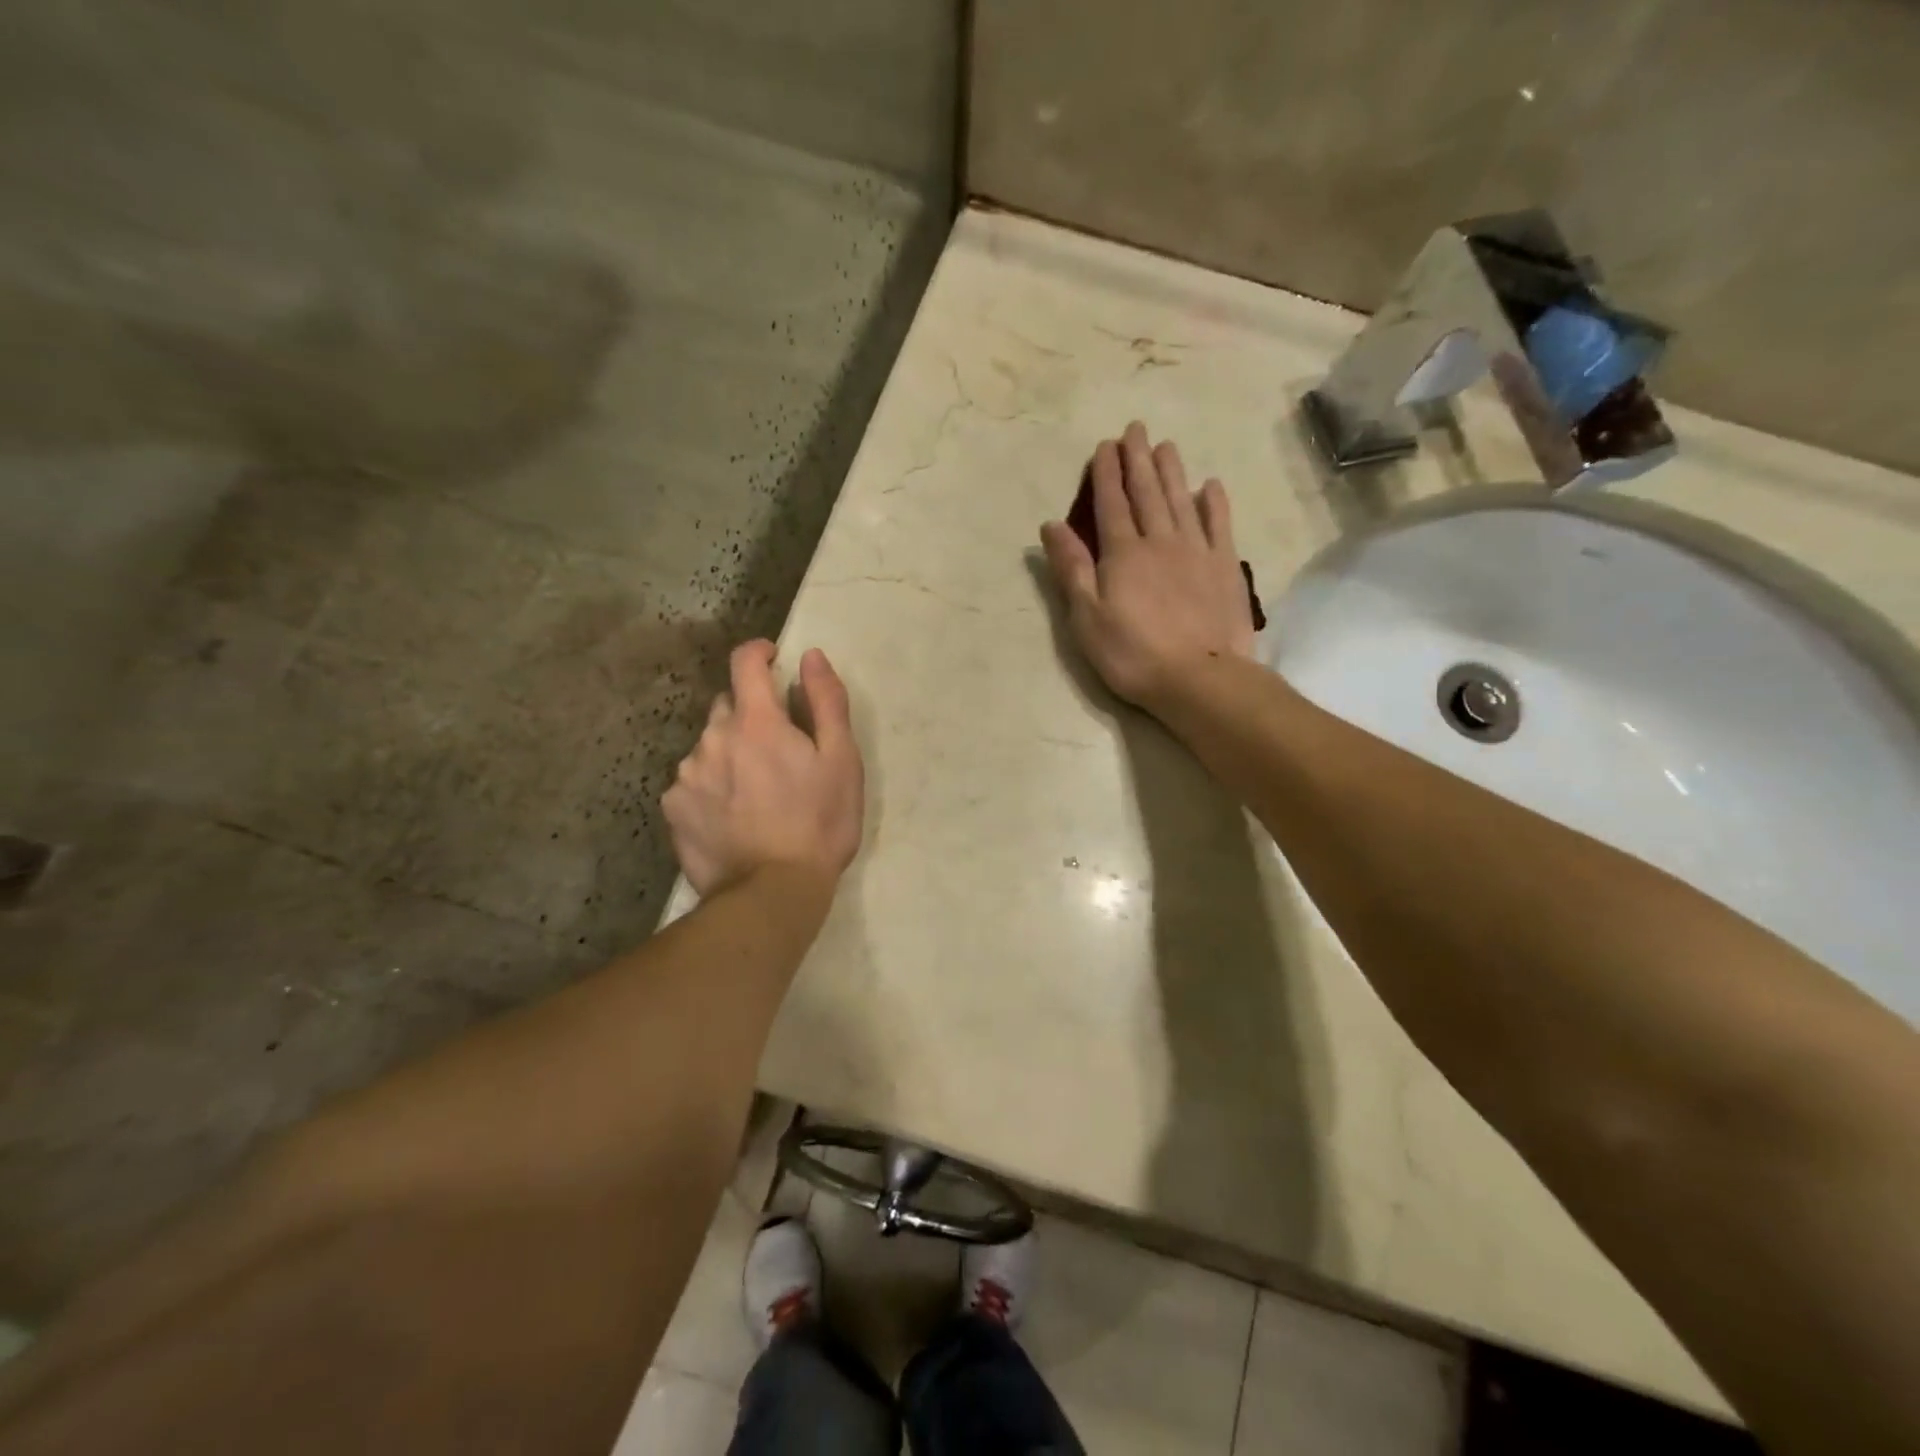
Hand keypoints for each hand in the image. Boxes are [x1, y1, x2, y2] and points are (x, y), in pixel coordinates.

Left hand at [663, 641, 864, 898]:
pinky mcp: (673, 809)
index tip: (773, 659)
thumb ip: (826, 702)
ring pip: (709, 746)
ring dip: (730, 752)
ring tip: (756, 791)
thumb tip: (810, 656)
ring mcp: (687, 775)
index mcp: (755, 722)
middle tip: (778, 749)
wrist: (772, 893)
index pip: (745, 663)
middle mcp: (712, 738)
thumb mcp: (842, 761)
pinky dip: (711, 785)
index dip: (759, 653)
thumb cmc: (819, 823)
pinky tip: (732, 815)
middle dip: (751, 715)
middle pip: (728, 707)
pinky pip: (692, 781)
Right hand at [1040, 422, 1254, 711]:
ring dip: (1171, 471)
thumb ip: (1071, 568)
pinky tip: (1209, 485)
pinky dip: (1213, 502)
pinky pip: (1219, 525)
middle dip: (1138, 459)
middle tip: (1135, 429)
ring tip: (1165, 445)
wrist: (1199, 678)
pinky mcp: (1225, 567)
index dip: (1106, 473)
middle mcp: (1160, 541)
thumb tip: (1051, 524)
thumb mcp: (1086, 617)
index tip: (1105, 445)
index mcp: (1123, 553)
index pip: (1111, 504)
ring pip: (1181, 500)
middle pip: (1147, 493)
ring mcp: (1197, 551)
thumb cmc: (1132, 654)